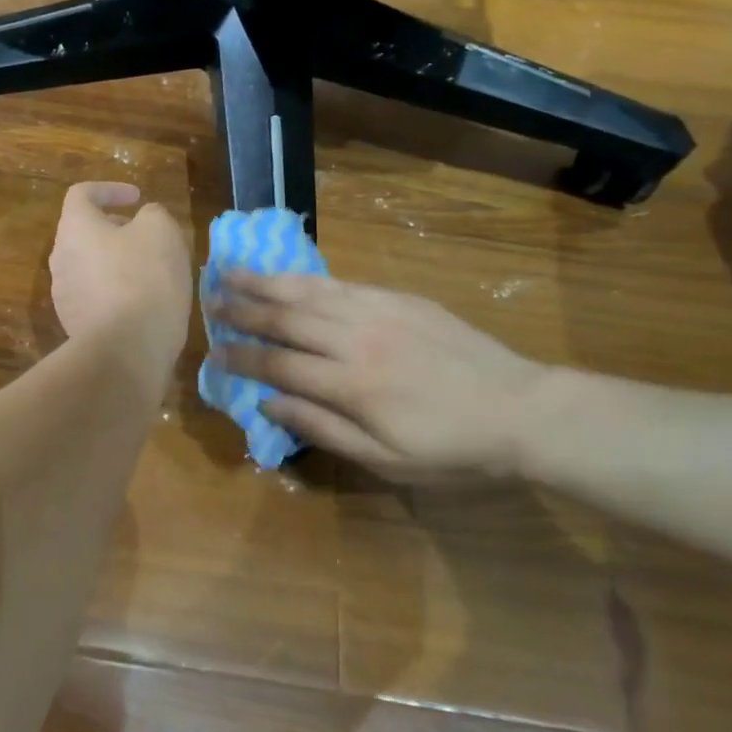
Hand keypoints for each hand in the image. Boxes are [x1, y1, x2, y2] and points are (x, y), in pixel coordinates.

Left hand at [50, 182, 191, 369]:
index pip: (81, 194)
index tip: (137, 198)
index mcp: (74, 228)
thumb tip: (144, 219)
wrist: (127, 349)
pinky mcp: (74, 325)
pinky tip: (142, 303)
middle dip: (115, 228)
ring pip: (89, 265)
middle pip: (83, 232)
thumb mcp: (161, 230)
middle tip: (146, 236)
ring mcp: (64, 295)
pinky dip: (115, 291)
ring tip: (150, 271)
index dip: (109, 190)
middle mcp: (60, 258)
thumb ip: (152, 214)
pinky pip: (94, 296)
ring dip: (115, 261)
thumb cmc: (144, 278)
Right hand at [210, 272, 553, 479]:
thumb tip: (269, 403)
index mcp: (351, 385)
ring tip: (232, 271)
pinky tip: (287, 273)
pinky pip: (341, 283)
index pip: (279, 365)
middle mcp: (355, 340)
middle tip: (209, 299)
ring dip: (266, 282)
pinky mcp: (397, 298)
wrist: (521, 409)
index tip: (213, 351)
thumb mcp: (387, 460)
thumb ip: (323, 428)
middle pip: (286, 319)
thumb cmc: (452, 448)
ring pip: (308, 292)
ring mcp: (377, 312)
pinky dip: (306, 278)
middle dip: (243, 309)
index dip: (241, 358)